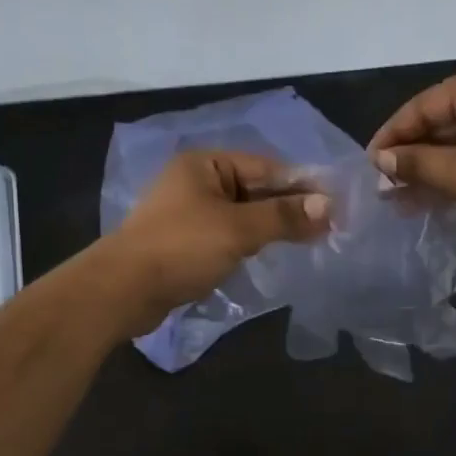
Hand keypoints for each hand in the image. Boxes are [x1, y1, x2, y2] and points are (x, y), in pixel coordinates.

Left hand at [100, 150, 330, 335]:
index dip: (300, 185)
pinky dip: (248, 242)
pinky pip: (226, 235)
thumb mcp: (237, 229)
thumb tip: (328, 206)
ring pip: (241, 214)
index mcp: (204, 164)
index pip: (265, 167)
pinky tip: (269, 255)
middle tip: (327, 228)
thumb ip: (283, 216)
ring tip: (308, 242)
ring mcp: (188, 213)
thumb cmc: (181, 248)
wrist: (122, 291)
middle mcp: (196, 181)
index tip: (334, 205)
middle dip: (287, 208)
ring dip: (270, 227)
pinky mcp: (184, 242)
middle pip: (254, 189)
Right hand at [367, 61, 455, 243]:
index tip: (369, 167)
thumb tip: (381, 159)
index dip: (390, 136)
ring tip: (403, 198)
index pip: (419, 106)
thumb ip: (418, 163)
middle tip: (384, 187)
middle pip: (439, 120)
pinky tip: (437, 196)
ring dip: (432, 167)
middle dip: (411, 155)